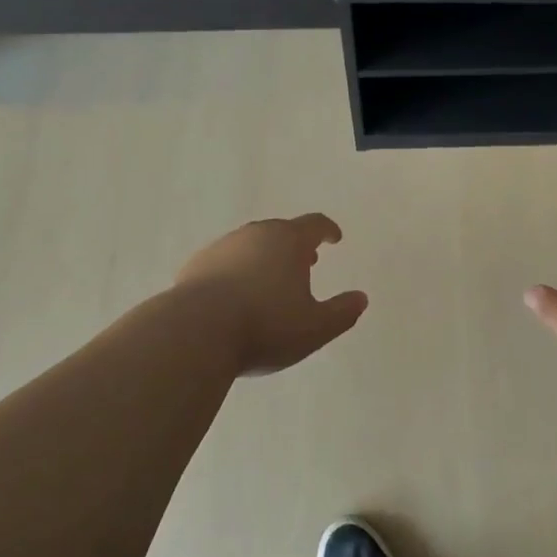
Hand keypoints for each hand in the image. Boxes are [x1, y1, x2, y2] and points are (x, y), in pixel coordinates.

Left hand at [174, 214, 366, 376]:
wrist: (195, 332)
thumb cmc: (265, 325)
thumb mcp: (315, 328)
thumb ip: (342, 312)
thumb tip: (361, 298)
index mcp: (289, 241)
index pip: (315, 224)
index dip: (328, 230)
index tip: (335, 238)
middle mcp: (256, 234)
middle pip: (281, 231)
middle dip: (296, 245)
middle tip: (306, 262)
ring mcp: (223, 247)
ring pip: (251, 244)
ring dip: (265, 257)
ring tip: (270, 281)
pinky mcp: (196, 265)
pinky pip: (224, 262)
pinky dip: (235, 271)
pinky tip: (234, 295)